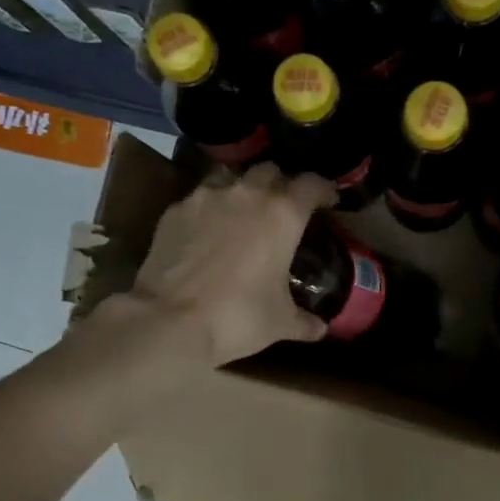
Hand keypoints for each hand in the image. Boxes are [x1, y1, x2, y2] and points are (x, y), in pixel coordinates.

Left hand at [119, 163, 337, 366]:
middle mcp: (247, 193)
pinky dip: (209, 210)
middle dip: (281, 185)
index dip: (324, 190)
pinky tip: (207, 232)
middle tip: (283, 209)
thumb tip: (320, 329)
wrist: (171, 320)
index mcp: (283, 214)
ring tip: (243, 214)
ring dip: (243, 190)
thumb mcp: (280, 323)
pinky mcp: (175, 210)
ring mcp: (206, 197)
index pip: (312, 184)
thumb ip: (305, 321)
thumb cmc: (238, 317)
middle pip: (270, 172)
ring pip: (231, 178)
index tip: (328, 201)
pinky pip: (199, 199)